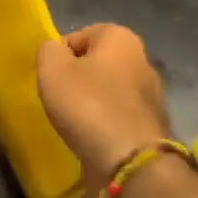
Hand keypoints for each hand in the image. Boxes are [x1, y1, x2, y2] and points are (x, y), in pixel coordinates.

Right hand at [36, 24, 171, 197]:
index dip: (59, 55)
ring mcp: (149, 95)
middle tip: (57, 98)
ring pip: (106, 92)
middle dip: (76, 79)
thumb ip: (48, 50)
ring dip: (88, 104)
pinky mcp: (148, 125)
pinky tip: (89, 138)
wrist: (128, 161)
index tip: (49, 77)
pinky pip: (115, 117)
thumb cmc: (88, 105)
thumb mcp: (53, 69)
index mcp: (121, 38)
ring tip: (71, 122)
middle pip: (95, 64)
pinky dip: (101, 124)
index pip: (79, 36)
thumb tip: (55, 51)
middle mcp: (141, 60)